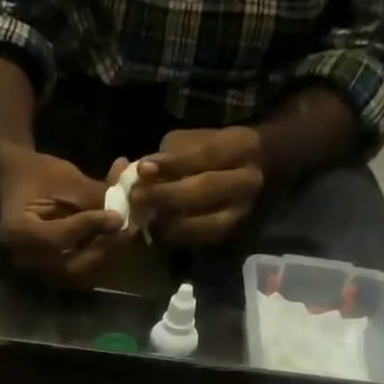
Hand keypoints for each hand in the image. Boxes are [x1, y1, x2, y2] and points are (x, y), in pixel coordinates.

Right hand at [0, 147, 125, 283]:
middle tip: (126, 233)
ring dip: (103, 257)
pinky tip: (110, 243)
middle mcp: (24, 258)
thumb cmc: (39, 173)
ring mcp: (35, 269)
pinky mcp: (47, 271)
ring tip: (122, 237)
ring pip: (77, 274)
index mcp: (19, 232)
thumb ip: (93, 197)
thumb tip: (124, 214)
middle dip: (102, 248)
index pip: (60, 237)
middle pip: (70, 265)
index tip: (117, 217)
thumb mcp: (67, 178)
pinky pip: (76, 273)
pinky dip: (96, 260)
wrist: (18, 180)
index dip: (91, 228)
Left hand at [132, 126, 265, 248]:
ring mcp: (241, 211)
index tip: (142, 168)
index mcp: (241, 146)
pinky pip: (201, 241)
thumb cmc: (208, 154)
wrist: (244, 175)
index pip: (205, 153)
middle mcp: (248, 181)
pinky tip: (157, 230)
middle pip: (205, 189)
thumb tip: (140, 173)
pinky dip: (176, 237)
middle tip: (135, 197)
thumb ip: (167, 156)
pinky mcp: (230, 234)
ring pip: (205, 222)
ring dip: (169, 221)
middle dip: (166, 194)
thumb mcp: (190, 142)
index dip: (172, 163)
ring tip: (144, 216)